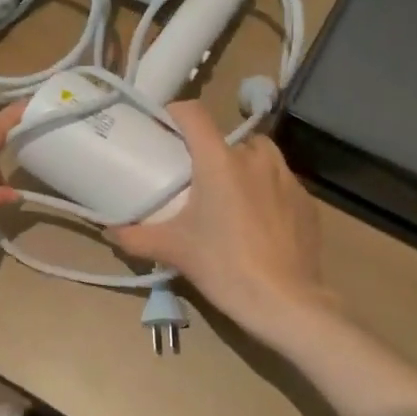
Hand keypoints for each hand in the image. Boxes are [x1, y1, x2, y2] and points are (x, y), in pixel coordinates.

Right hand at [110, 102, 336, 344]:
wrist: (286, 302)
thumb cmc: (225, 266)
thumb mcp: (174, 251)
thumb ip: (136, 236)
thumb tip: (109, 230)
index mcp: (220, 160)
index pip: (193, 114)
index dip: (175, 113)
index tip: (164, 127)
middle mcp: (255, 158)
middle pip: (227, 139)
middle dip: (211, 153)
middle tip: (197, 181)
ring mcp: (287, 177)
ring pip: (258, 157)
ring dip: (242, 168)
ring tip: (229, 198)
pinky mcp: (307, 200)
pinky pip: (280, 182)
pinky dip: (266, 191)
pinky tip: (258, 222)